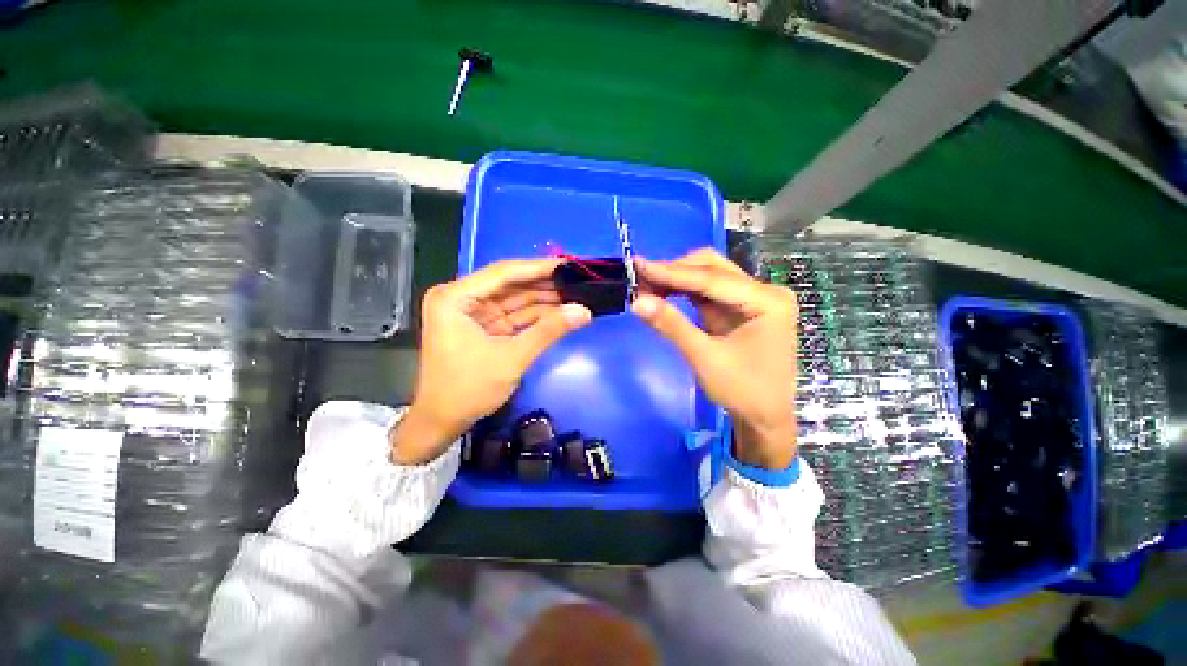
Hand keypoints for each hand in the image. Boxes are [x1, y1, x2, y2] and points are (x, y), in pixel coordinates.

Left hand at [390, 260, 591, 464]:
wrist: (442, 423)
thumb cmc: (468, 389)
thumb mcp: (512, 358)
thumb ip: (549, 331)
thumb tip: (585, 311)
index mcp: (455, 297)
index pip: (503, 273)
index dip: (539, 268)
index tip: (570, 264)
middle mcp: (461, 298)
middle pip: (510, 284)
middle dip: (544, 284)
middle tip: (579, 280)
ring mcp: (473, 313)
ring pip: (515, 299)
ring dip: (544, 300)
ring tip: (576, 294)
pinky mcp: (483, 327)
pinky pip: (514, 315)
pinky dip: (536, 316)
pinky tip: (561, 312)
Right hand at [631, 249, 797, 469]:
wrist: (766, 418)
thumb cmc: (743, 391)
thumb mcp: (704, 358)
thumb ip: (672, 326)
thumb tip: (636, 301)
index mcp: (767, 301)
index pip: (711, 279)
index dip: (671, 272)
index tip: (638, 265)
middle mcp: (763, 291)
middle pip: (712, 268)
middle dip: (674, 272)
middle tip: (640, 278)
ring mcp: (752, 298)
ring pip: (708, 275)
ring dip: (677, 279)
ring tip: (646, 284)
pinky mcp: (739, 308)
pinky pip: (707, 291)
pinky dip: (683, 291)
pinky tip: (663, 293)